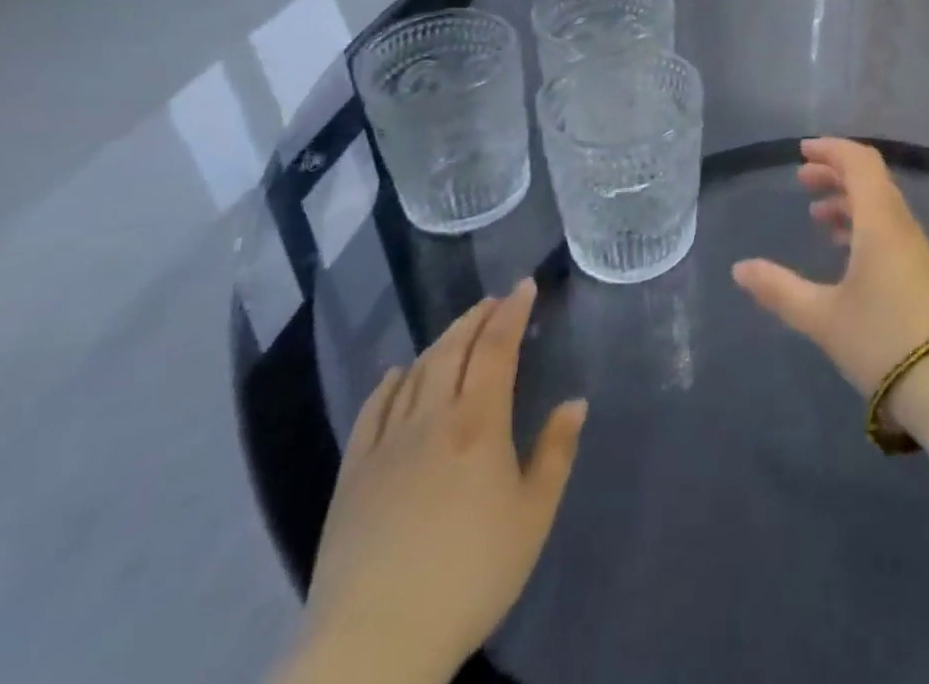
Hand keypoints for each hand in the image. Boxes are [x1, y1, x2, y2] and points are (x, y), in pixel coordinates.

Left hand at [285, 280, 586, 683]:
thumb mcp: (533, 516)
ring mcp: (386, 444)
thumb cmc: (471, 574)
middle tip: (495, 300)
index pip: (497, 347)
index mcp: (479, 421)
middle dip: (477, 318)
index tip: (525, 286)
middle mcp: (431, 418)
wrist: (376, 642)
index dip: (513, 312)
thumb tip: (575, 402)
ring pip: (416, 373)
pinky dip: (389, 383)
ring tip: (458, 329)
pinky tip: (396, 374)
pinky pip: (372, 411)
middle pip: (454, 350)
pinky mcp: (353, 474)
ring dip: (441, 341)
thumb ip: (556, 453)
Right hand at [732, 138, 928, 410]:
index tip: (802, 151)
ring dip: (849, 200)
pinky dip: (863, 224)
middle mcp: (901, 225)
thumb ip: (779, 289)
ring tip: (817, 214)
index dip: (832, 150)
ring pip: (881, 206)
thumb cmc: (881, 340)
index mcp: (879, 221)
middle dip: (836, 173)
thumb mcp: (822, 316)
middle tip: (802, 180)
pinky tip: (844, 250)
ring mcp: (916, 249)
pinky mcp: (922, 273)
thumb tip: (740, 268)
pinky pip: (889, 229)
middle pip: (871, 179)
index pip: (859, 163)